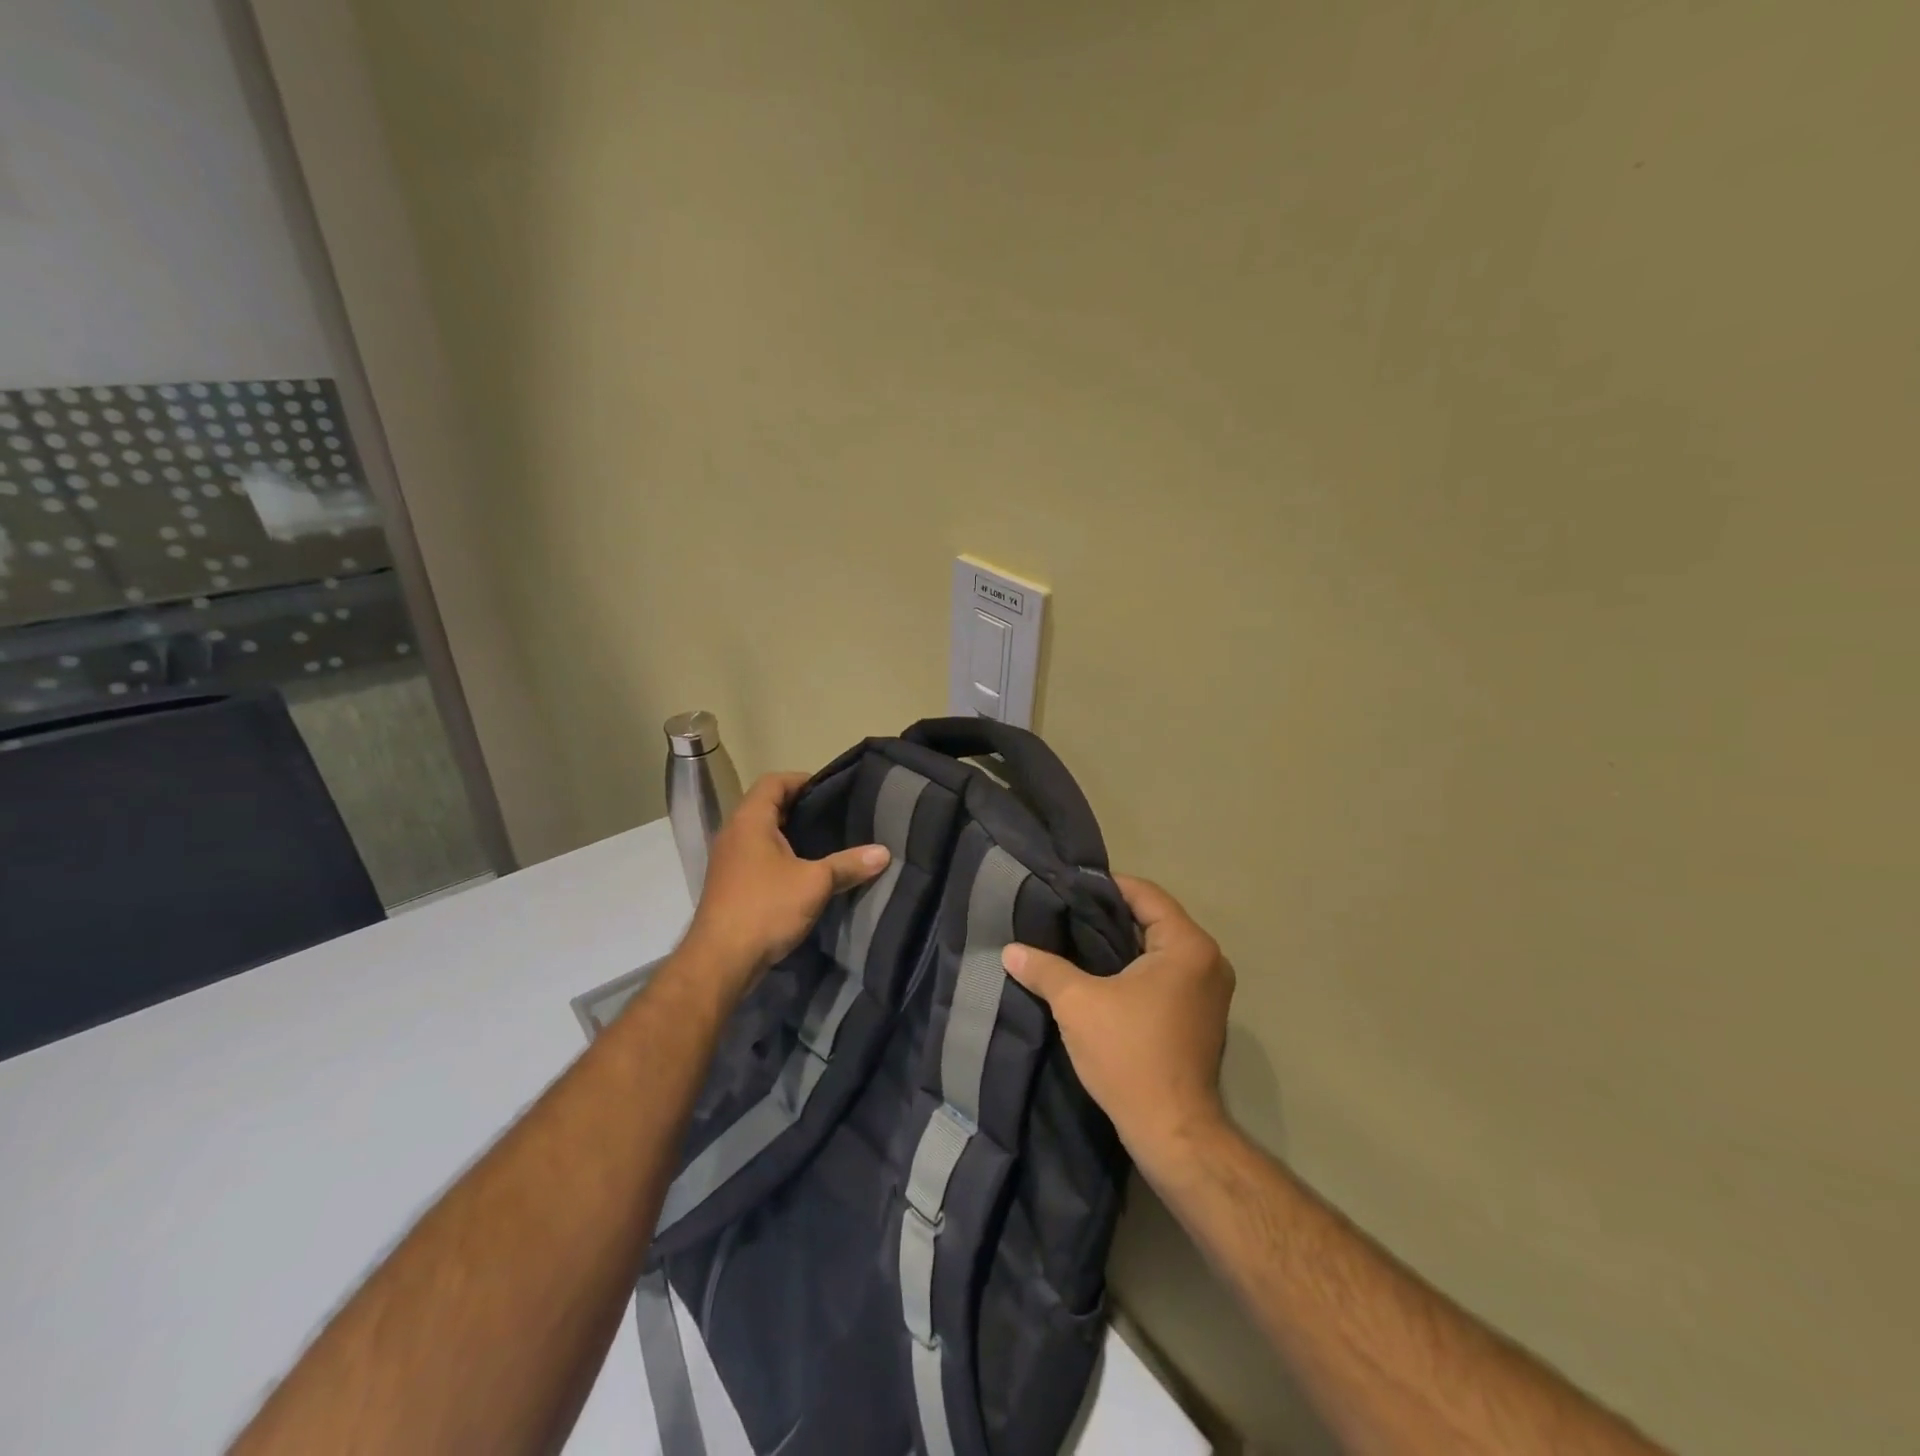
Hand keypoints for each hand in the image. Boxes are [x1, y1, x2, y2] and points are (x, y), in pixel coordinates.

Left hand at [684, 772, 890, 999]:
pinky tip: (805, 873)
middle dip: (801, 808)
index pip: (773, 782)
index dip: (802, 780)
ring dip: (790, 835)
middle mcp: (734, 834)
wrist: (720, 961)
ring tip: (826, 842)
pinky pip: (757, 857)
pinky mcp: (730, 885)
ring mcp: (728, 861)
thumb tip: (884, 853)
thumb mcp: (815, 883)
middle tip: (835, 816)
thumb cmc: (765, 908)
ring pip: (762, 834)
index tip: (832, 790)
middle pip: (767, 806)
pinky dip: (780, 857)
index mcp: (750, 820)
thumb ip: (848, 864)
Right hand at [1002, 875, 1234, 1169]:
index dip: (1105, 887)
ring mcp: (1210, 990)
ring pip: (1159, 949)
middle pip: (1154, 919)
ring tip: (1075, 941)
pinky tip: (1100, 976)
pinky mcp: (1202, 1016)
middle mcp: (1209, 960)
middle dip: (1109, 916)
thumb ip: (1044, 968)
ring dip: (1121, 945)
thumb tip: (1010, 950)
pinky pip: (1166, 974)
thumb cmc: (1129, 1054)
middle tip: (1065, 913)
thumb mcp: (1077, 1003)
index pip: (1145, 894)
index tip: (1068, 887)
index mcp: (1188, 945)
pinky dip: (1136, 969)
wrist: (1172, 1131)